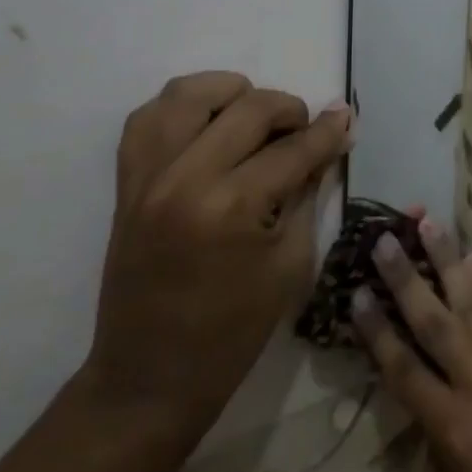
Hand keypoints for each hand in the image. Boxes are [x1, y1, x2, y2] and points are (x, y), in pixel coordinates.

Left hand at [80, 72, 351, 439]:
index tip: (346, 119)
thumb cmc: (233, 332)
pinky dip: (182, 108)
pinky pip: (147, 118)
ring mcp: (147, 177)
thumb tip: (326, 144)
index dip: (328, 131)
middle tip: (305, 130)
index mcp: (232, 208)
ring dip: (231, 94)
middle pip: (248, 107)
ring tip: (252, 117)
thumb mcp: (291, 263)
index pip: (293, 149)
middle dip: (289, 109)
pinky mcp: (125, 183)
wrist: (150, 378)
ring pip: (189, 93)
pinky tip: (208, 124)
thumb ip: (306, 192)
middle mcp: (184, 179)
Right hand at [352, 220, 471, 471]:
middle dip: (409, 278)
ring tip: (433, 223)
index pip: (404, 368)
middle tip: (388, 237)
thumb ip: (431, 434)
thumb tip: (424, 388)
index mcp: (453, 432)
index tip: (355, 290)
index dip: (377, 329)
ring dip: (451, 262)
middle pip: (438, 323)